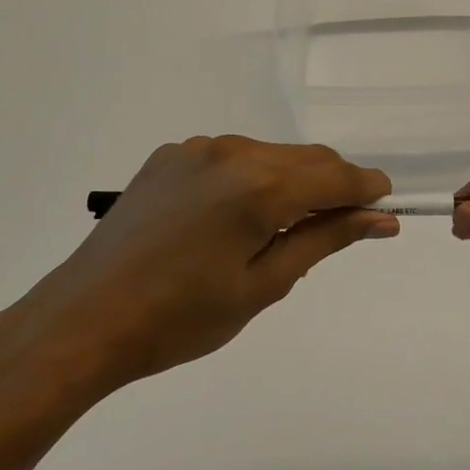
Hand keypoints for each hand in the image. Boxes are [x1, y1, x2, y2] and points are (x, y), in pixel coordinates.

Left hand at [13, 136, 394, 400]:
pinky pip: (233, 158)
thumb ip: (326, 239)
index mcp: (260, 185)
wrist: (83, 321)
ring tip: (285, 227)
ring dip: (294, 180)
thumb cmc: (182, 318)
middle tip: (343, 225)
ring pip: (272, 155)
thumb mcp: (264, 285)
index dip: (369, 189)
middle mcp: (233, 151)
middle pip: (308, 158)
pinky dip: (254, 178)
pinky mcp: (171, 156)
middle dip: (335, 185)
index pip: (337, 176)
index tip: (386, 207)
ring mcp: (197, 148)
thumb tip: (381, 219)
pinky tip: (236, 216)